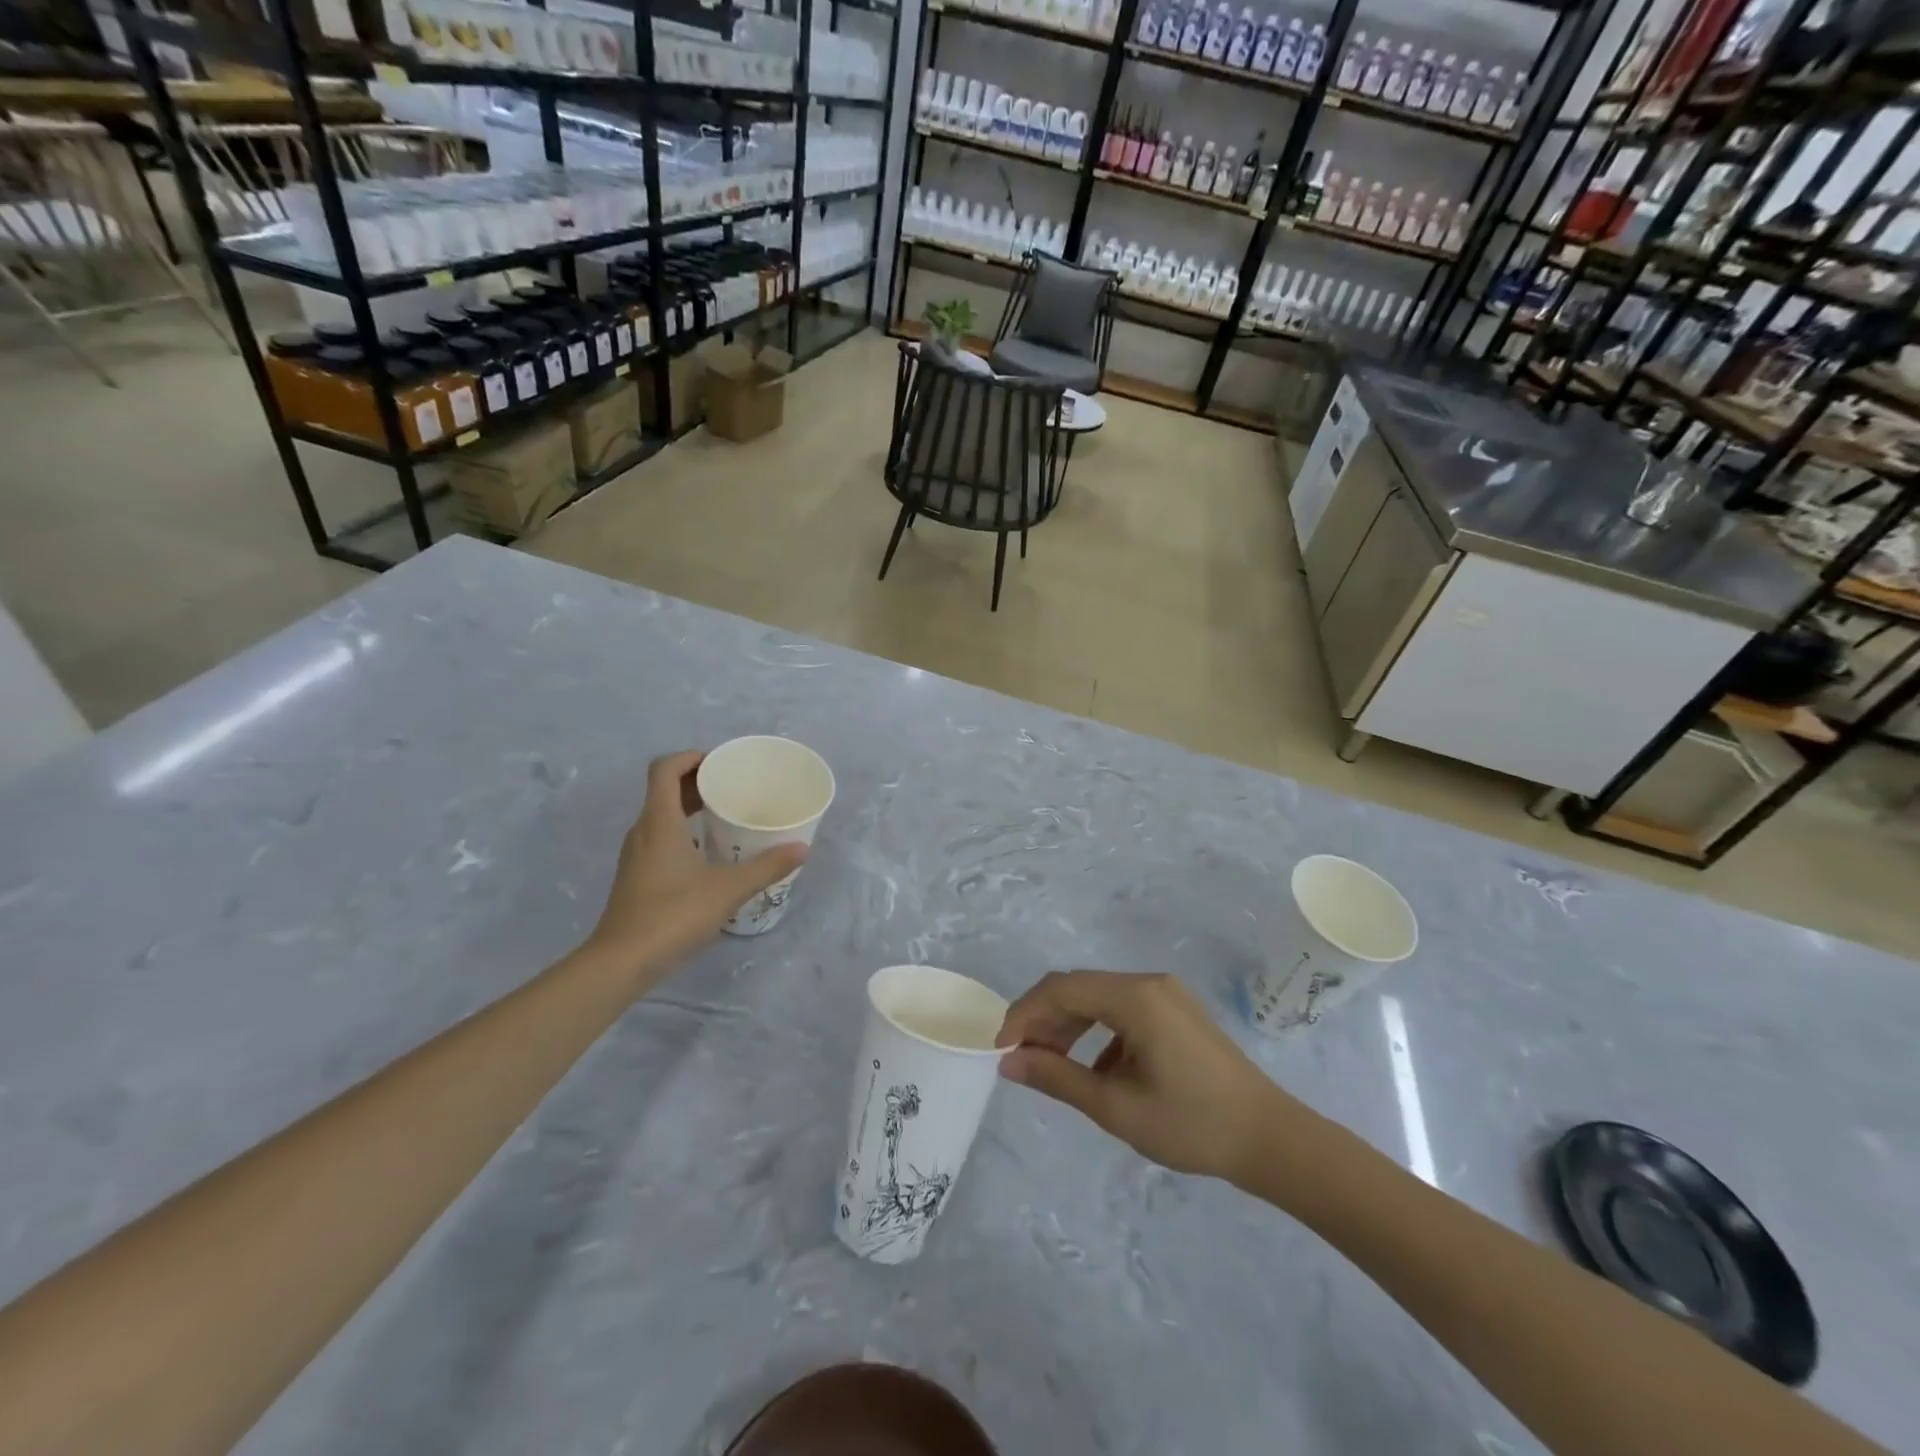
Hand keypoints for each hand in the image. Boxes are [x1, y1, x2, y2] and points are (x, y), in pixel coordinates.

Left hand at [584, 751, 806, 979]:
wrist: (622, 962)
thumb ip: (767, 866)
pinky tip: (708, 854)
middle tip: (732, 787)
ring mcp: (636, 855)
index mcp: (659, 822)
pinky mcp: (636, 876)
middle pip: (664, 790)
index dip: (690, 757)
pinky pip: (659, 838)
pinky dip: (682, 832)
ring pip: (661, 816)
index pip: (664, 769)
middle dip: (696, 781)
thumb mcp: (728, 889)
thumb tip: (802, 848)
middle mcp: (643, 831)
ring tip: (725, 816)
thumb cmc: (673, 915)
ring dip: (688, 807)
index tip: (720, 763)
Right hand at [996, 970, 1303, 1184]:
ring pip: (1100, 999)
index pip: (1061, 989)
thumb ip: (1057, 1079)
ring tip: (1050, 1065)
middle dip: (1043, 1020)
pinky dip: (1098, 1033)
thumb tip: (1008, 1063)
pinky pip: (1123, 1011)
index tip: (1001, 1050)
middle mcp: (1148, 982)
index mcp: (1135, 997)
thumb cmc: (1192, 1124)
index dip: (1024, 1014)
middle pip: (1079, 988)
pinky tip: (1095, 1071)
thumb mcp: (1116, 1107)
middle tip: (1020, 1060)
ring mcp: (1166, 994)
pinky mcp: (1176, 1011)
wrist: (1271, 1139)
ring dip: (1069, 1026)